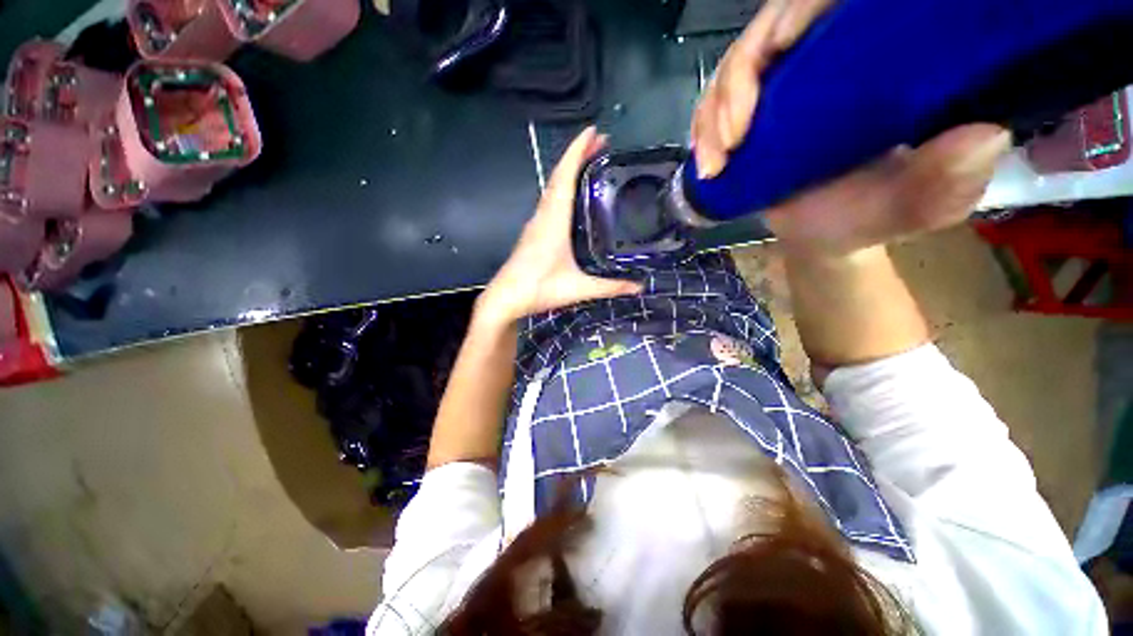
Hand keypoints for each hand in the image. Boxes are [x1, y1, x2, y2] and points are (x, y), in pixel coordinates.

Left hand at [475, 127, 642, 327]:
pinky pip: (549, 200)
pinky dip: (562, 187)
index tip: (594, 131)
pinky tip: (572, 195)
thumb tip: (640, 286)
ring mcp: (536, 223)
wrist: (505, 298)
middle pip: (559, 176)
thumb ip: (610, 287)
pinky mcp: (533, 232)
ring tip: (590, 162)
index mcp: (553, 220)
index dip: (578, 151)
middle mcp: (543, 215)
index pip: (565, 177)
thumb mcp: (578, 289)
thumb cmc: (538, 289)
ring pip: (553, 187)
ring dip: (569, 170)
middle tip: (602, 142)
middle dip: (578, 155)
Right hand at [692, 0, 1010, 258]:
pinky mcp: (753, 113)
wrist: (820, 235)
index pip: (832, 4)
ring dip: (714, 111)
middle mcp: (827, 62)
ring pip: (735, 65)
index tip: (779, 50)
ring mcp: (784, 87)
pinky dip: (702, 130)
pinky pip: (716, 103)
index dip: (800, 9)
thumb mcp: (913, 207)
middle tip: (732, 135)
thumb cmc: (866, 219)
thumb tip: (984, 136)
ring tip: (716, 161)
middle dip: (740, 77)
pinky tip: (707, 163)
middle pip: (769, 27)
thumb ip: (943, 183)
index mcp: (879, 64)